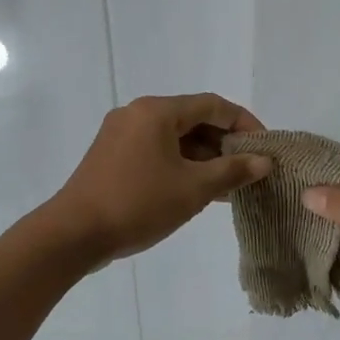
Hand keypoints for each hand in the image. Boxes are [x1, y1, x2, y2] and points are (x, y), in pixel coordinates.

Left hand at [48, 95, 272, 266]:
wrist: (74, 234)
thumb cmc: (138, 204)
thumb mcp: (193, 189)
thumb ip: (232, 171)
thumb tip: (263, 161)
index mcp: (157, 112)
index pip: (213, 105)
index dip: (244, 123)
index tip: (265, 148)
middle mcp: (137, 114)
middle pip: (193, 119)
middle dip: (225, 144)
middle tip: (249, 170)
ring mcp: (121, 135)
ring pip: (174, 138)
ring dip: (204, 158)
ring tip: (230, 185)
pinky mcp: (112, 157)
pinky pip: (157, 151)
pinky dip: (181, 165)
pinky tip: (199, 190)